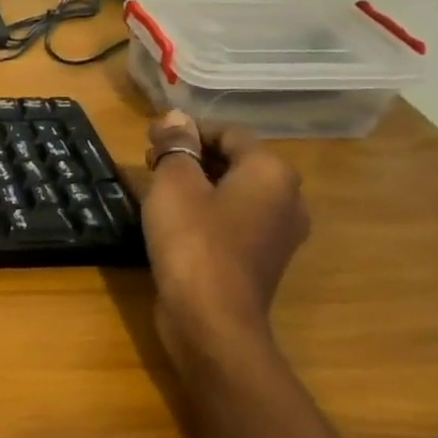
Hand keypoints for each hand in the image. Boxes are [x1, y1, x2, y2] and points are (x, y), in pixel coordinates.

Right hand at [139, 111, 309, 373]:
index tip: (151, 141)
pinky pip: (235, 219)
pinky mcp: (263, 259)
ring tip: (158, 192)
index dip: (188, 131)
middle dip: (192, 155)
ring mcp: (279, 233)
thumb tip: (174, 118)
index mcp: (271, 172)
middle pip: (236, 159)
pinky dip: (208, 211)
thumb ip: (175, 145)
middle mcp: (287, 197)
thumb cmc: (192, 240)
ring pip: (235, 190)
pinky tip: (176, 222)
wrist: (211, 319)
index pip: (229, 132)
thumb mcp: (174, 182)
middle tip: (150, 163)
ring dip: (198, 184)